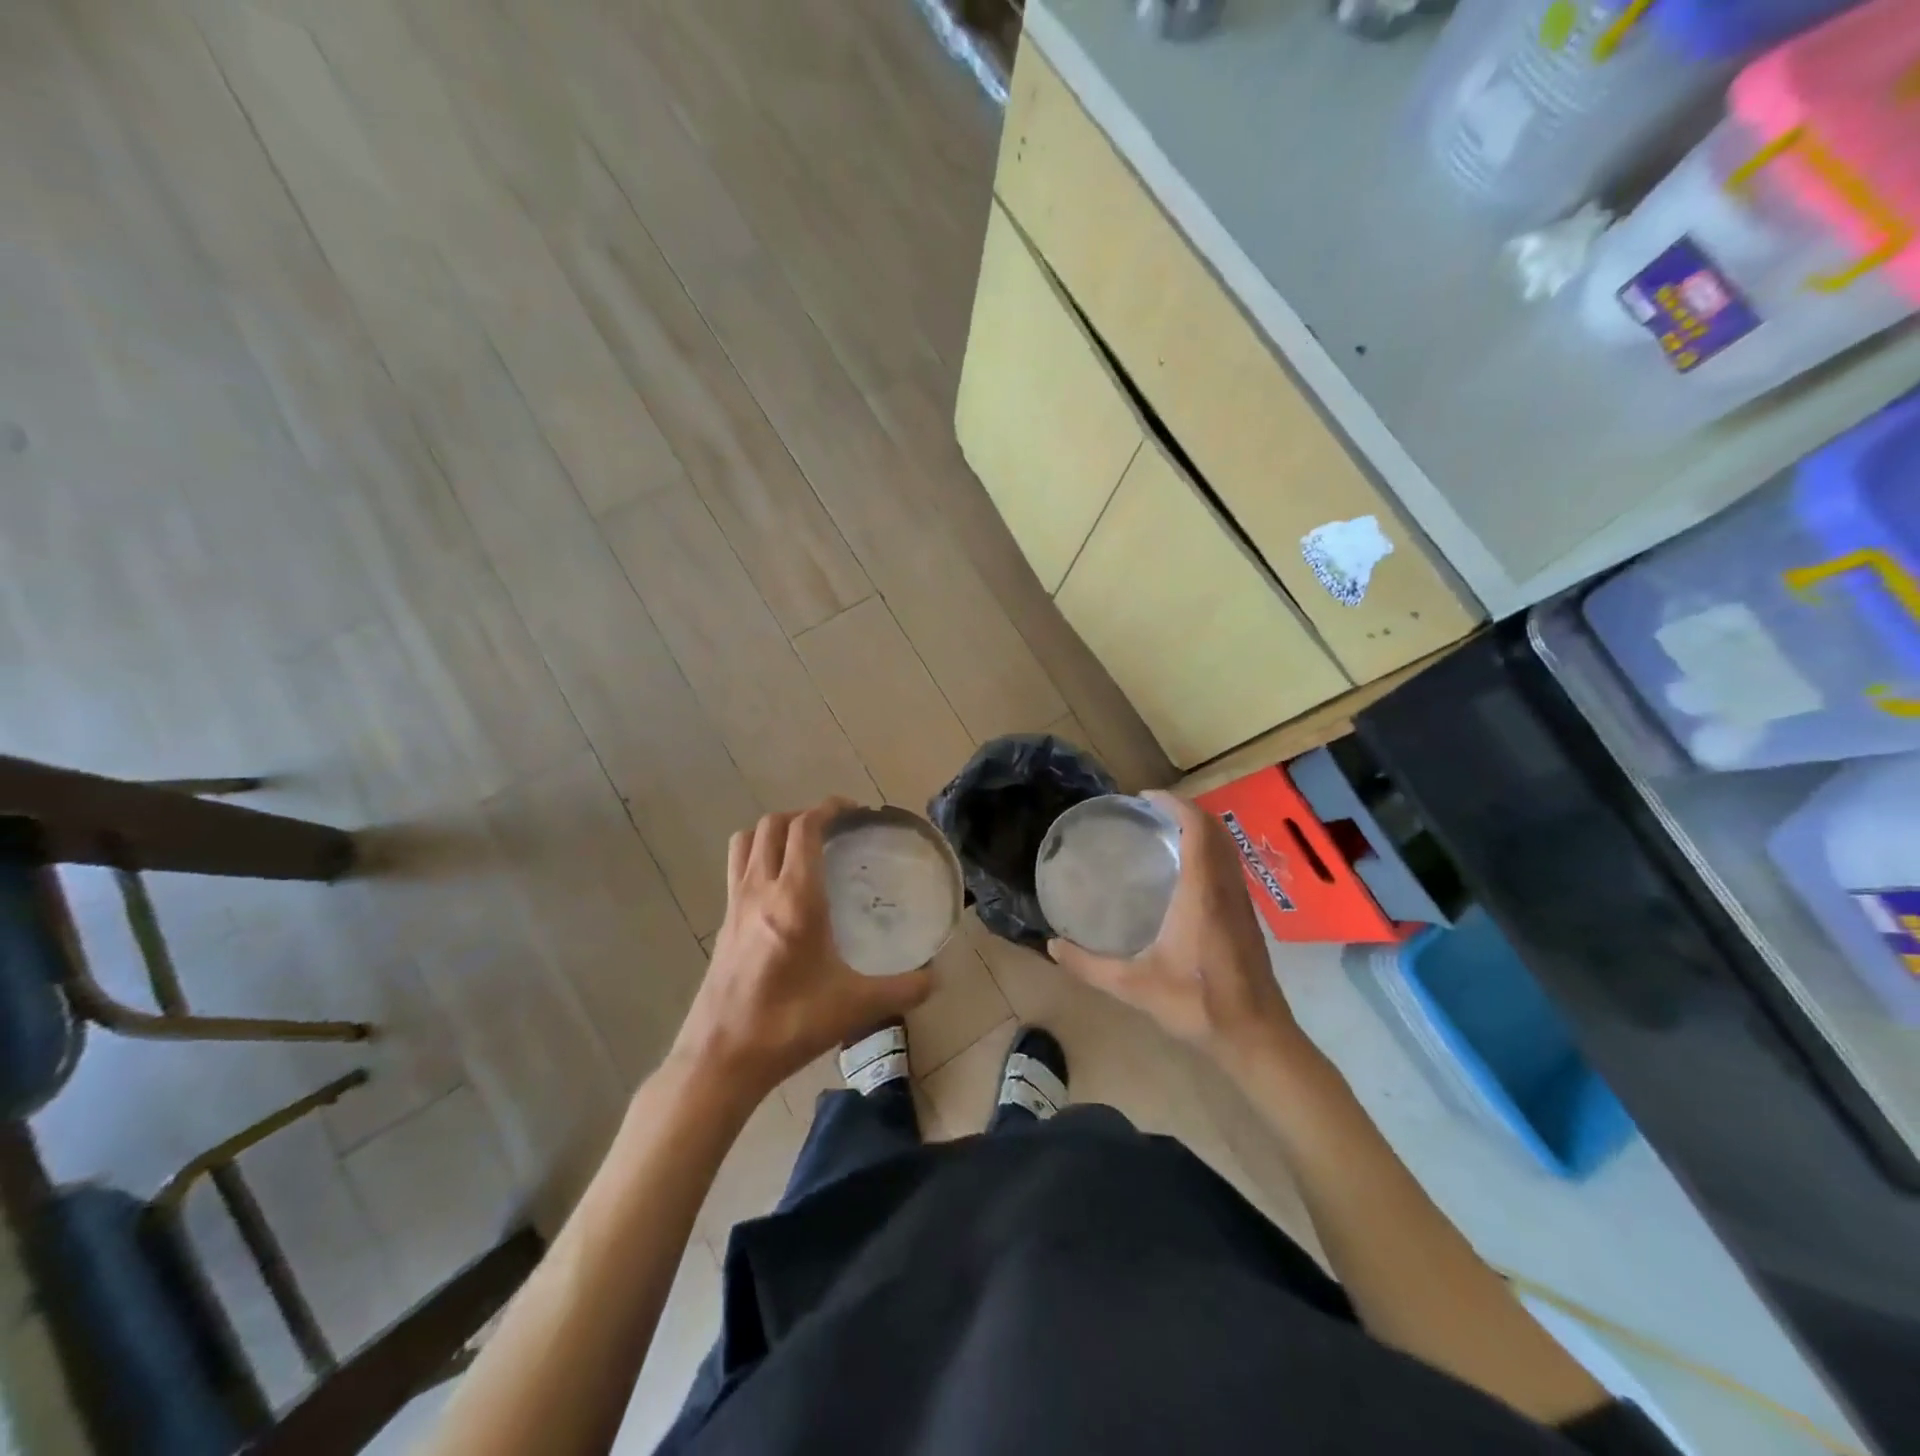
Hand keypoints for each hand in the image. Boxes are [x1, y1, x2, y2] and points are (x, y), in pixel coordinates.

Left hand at [672, 800, 933, 1104]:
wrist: (721, 1058)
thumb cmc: (790, 1024)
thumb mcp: (855, 1007)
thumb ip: (903, 990)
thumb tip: (936, 978)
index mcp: (794, 898)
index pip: (805, 828)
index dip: (828, 809)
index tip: (853, 811)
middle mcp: (760, 889)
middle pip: (773, 825)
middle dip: (803, 815)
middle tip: (833, 829)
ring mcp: (735, 904)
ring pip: (747, 841)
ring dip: (774, 832)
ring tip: (802, 848)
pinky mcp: (723, 923)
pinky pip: (737, 869)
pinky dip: (758, 858)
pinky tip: (780, 889)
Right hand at [1049, 791, 1304, 1072]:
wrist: (1257, 1037)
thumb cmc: (1197, 1005)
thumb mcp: (1134, 987)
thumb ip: (1089, 966)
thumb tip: (1051, 945)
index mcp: (1202, 893)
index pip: (1198, 828)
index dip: (1175, 804)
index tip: (1144, 798)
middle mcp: (1225, 888)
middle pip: (1215, 829)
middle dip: (1185, 810)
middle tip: (1149, 812)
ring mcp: (1241, 902)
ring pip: (1226, 847)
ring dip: (1200, 829)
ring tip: (1164, 833)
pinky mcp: (1247, 917)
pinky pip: (1229, 865)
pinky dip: (1209, 850)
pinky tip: (1185, 872)